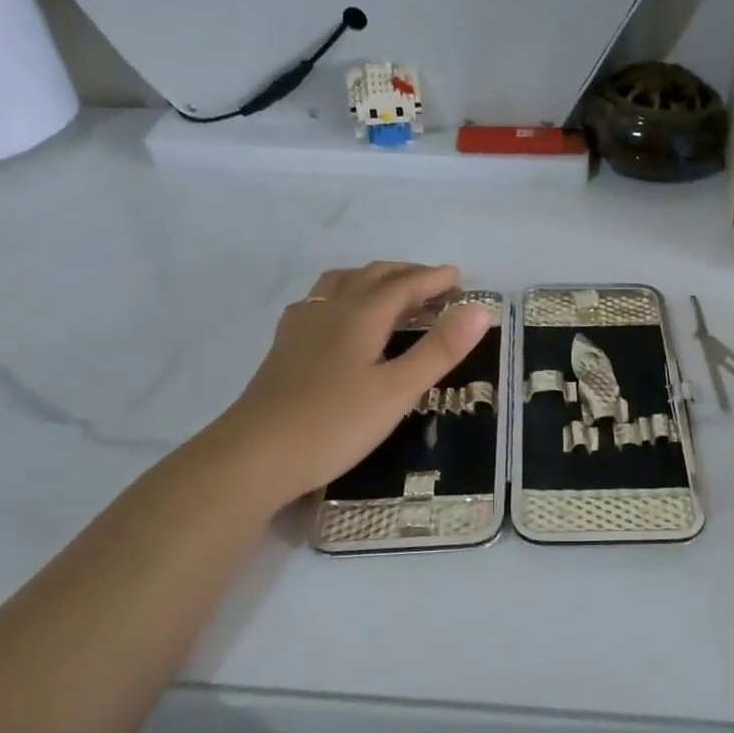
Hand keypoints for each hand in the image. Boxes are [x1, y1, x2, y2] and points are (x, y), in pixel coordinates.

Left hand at [206, 261, 495, 504]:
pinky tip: (340, 317)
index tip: (461, 278)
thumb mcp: (397, 391)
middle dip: (407, 274)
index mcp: (360, 315)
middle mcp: (330, 310)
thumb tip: (480, 309)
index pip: (404, 285)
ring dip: (373, 279)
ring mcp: (301, 326)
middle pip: (372, 276)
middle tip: (435, 286)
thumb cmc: (333, 425)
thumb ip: (439, 350)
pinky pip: (320, 301)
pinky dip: (344, 294)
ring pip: (341, 283)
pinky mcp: (284, 347)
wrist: (253, 458)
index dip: (434, 279)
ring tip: (392, 292)